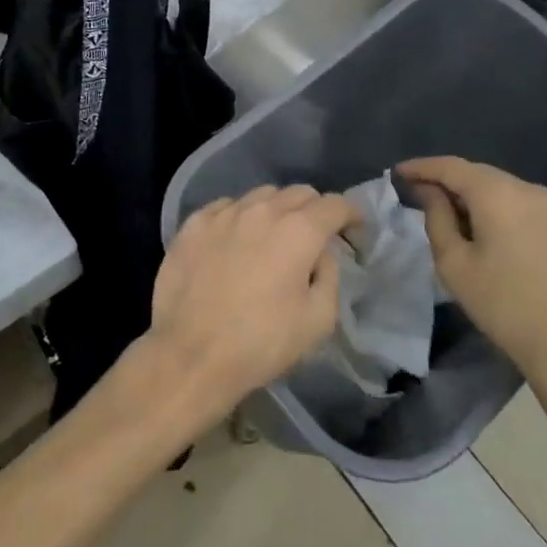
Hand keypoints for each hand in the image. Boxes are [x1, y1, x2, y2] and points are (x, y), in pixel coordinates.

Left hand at [146, 185, 358, 425]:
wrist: (191, 353)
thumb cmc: (261, 343)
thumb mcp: (318, 320)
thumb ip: (329, 275)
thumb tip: (321, 253)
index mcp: (298, 231)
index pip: (335, 205)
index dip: (352, 216)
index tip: (355, 234)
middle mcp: (261, 210)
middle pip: (299, 193)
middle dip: (316, 211)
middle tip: (316, 239)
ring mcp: (223, 213)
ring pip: (261, 195)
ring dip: (277, 211)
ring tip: (273, 239)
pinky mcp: (193, 224)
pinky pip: (225, 207)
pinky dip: (240, 218)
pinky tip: (236, 242)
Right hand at [397, 157, 546, 407]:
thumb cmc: (504, 306)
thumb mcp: (454, 264)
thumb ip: (436, 218)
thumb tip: (430, 191)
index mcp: (498, 195)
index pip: (451, 166)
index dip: (422, 167)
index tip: (399, 173)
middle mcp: (533, 192)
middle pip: (484, 176)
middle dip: (452, 183)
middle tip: (426, 197)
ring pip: (512, 195)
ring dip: (485, 202)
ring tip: (467, 225)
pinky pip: (537, 216)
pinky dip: (514, 220)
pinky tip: (510, 247)